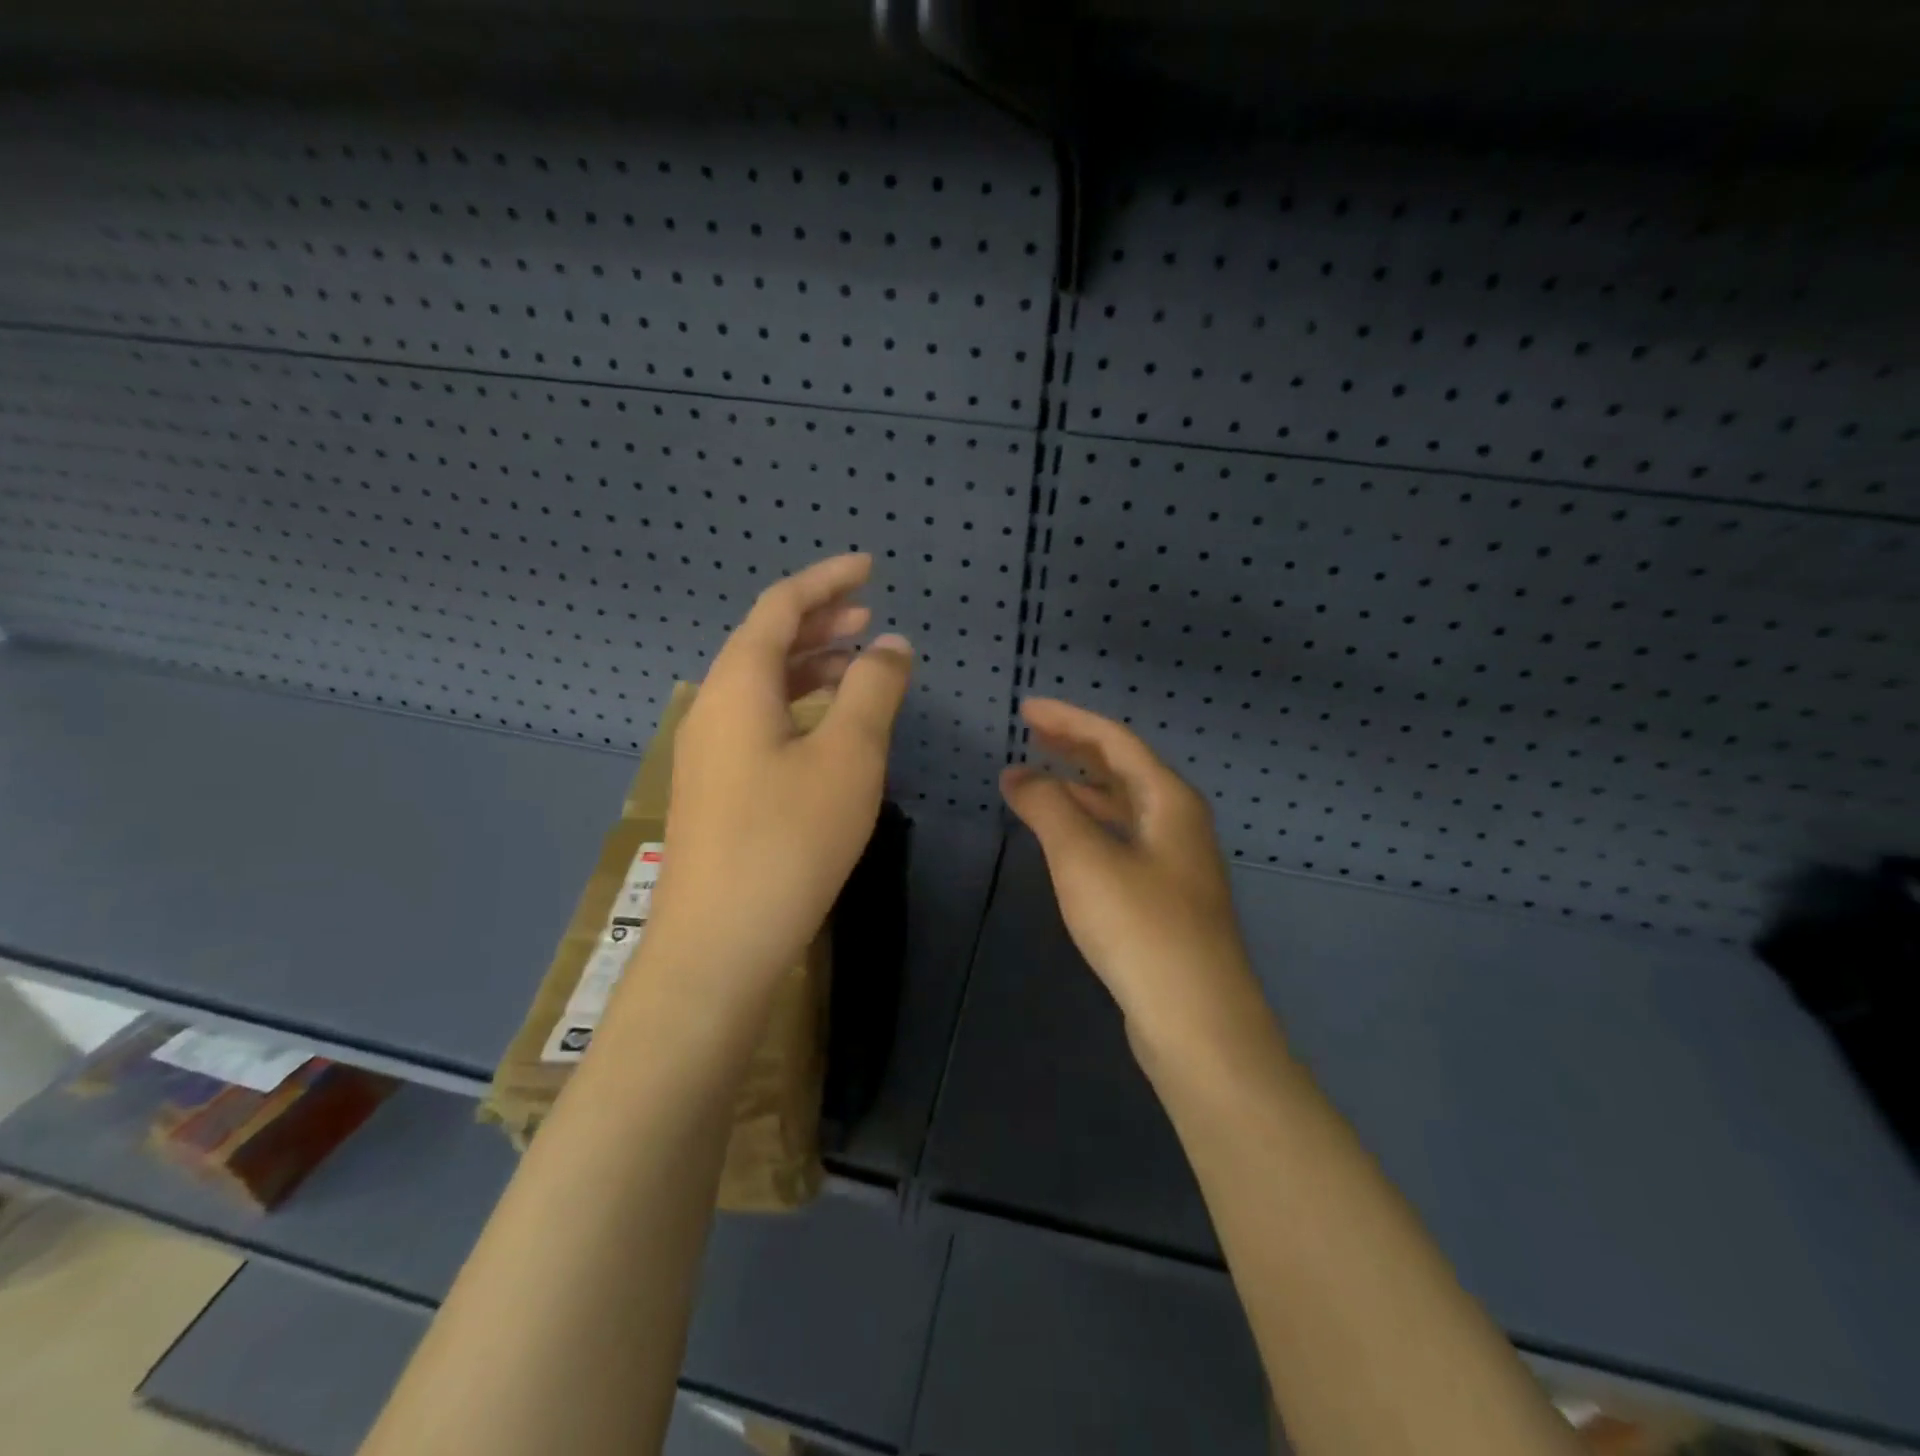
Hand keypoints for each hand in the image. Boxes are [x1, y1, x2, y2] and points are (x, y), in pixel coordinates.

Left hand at [642, 553, 912, 997]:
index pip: (780, 607)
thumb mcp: (848, 757)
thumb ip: (873, 690)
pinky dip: (798, 706)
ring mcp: (709, 753)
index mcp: (738, 686)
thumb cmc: (790, 840)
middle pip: (765, 642)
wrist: (720, 944)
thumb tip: (890, 644)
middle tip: (869, 617)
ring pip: (762, 686)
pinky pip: (759, 723)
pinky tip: (827, 727)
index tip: (870, 567)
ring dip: (809, 665)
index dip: (826, 581)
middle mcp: (713, 708)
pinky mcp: (717, 790)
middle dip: (819, 622)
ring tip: (857, 663)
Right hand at [1000, 699, 1271, 1066]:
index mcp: (1169, 800)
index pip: (1114, 741)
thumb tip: (1018, 775)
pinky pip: (1122, 840)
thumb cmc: (1140, 927)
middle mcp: (1179, 823)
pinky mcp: (1165, 899)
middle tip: (1031, 734)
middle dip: (1075, 748)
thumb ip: (1048, 808)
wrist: (1196, 1021)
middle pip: (1123, 769)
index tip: (1026, 709)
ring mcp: (1176, 863)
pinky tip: (1066, 840)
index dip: (1068, 720)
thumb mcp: (1084, 859)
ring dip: (1081, 788)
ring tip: (1037, 781)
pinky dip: (1089, 826)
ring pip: (1123, 807)